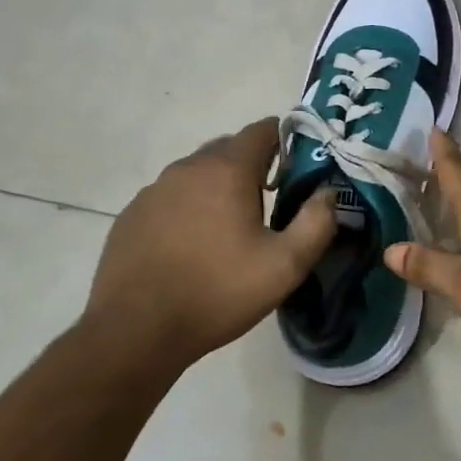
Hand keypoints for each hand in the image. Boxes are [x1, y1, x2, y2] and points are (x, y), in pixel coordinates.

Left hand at [84, 118, 337, 368]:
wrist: (136, 330)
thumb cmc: (217, 293)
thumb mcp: (284, 266)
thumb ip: (316, 224)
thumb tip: (328, 193)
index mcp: (227, 170)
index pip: (262, 130)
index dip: (286, 141)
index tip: (297, 171)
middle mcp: (188, 168)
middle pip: (229, 148)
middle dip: (253, 165)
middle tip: (269, 203)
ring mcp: (154, 190)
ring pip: (197, 173)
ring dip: (218, 188)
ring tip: (229, 229)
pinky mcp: (132, 214)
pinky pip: (170, 197)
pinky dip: (187, 208)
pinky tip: (191, 246)